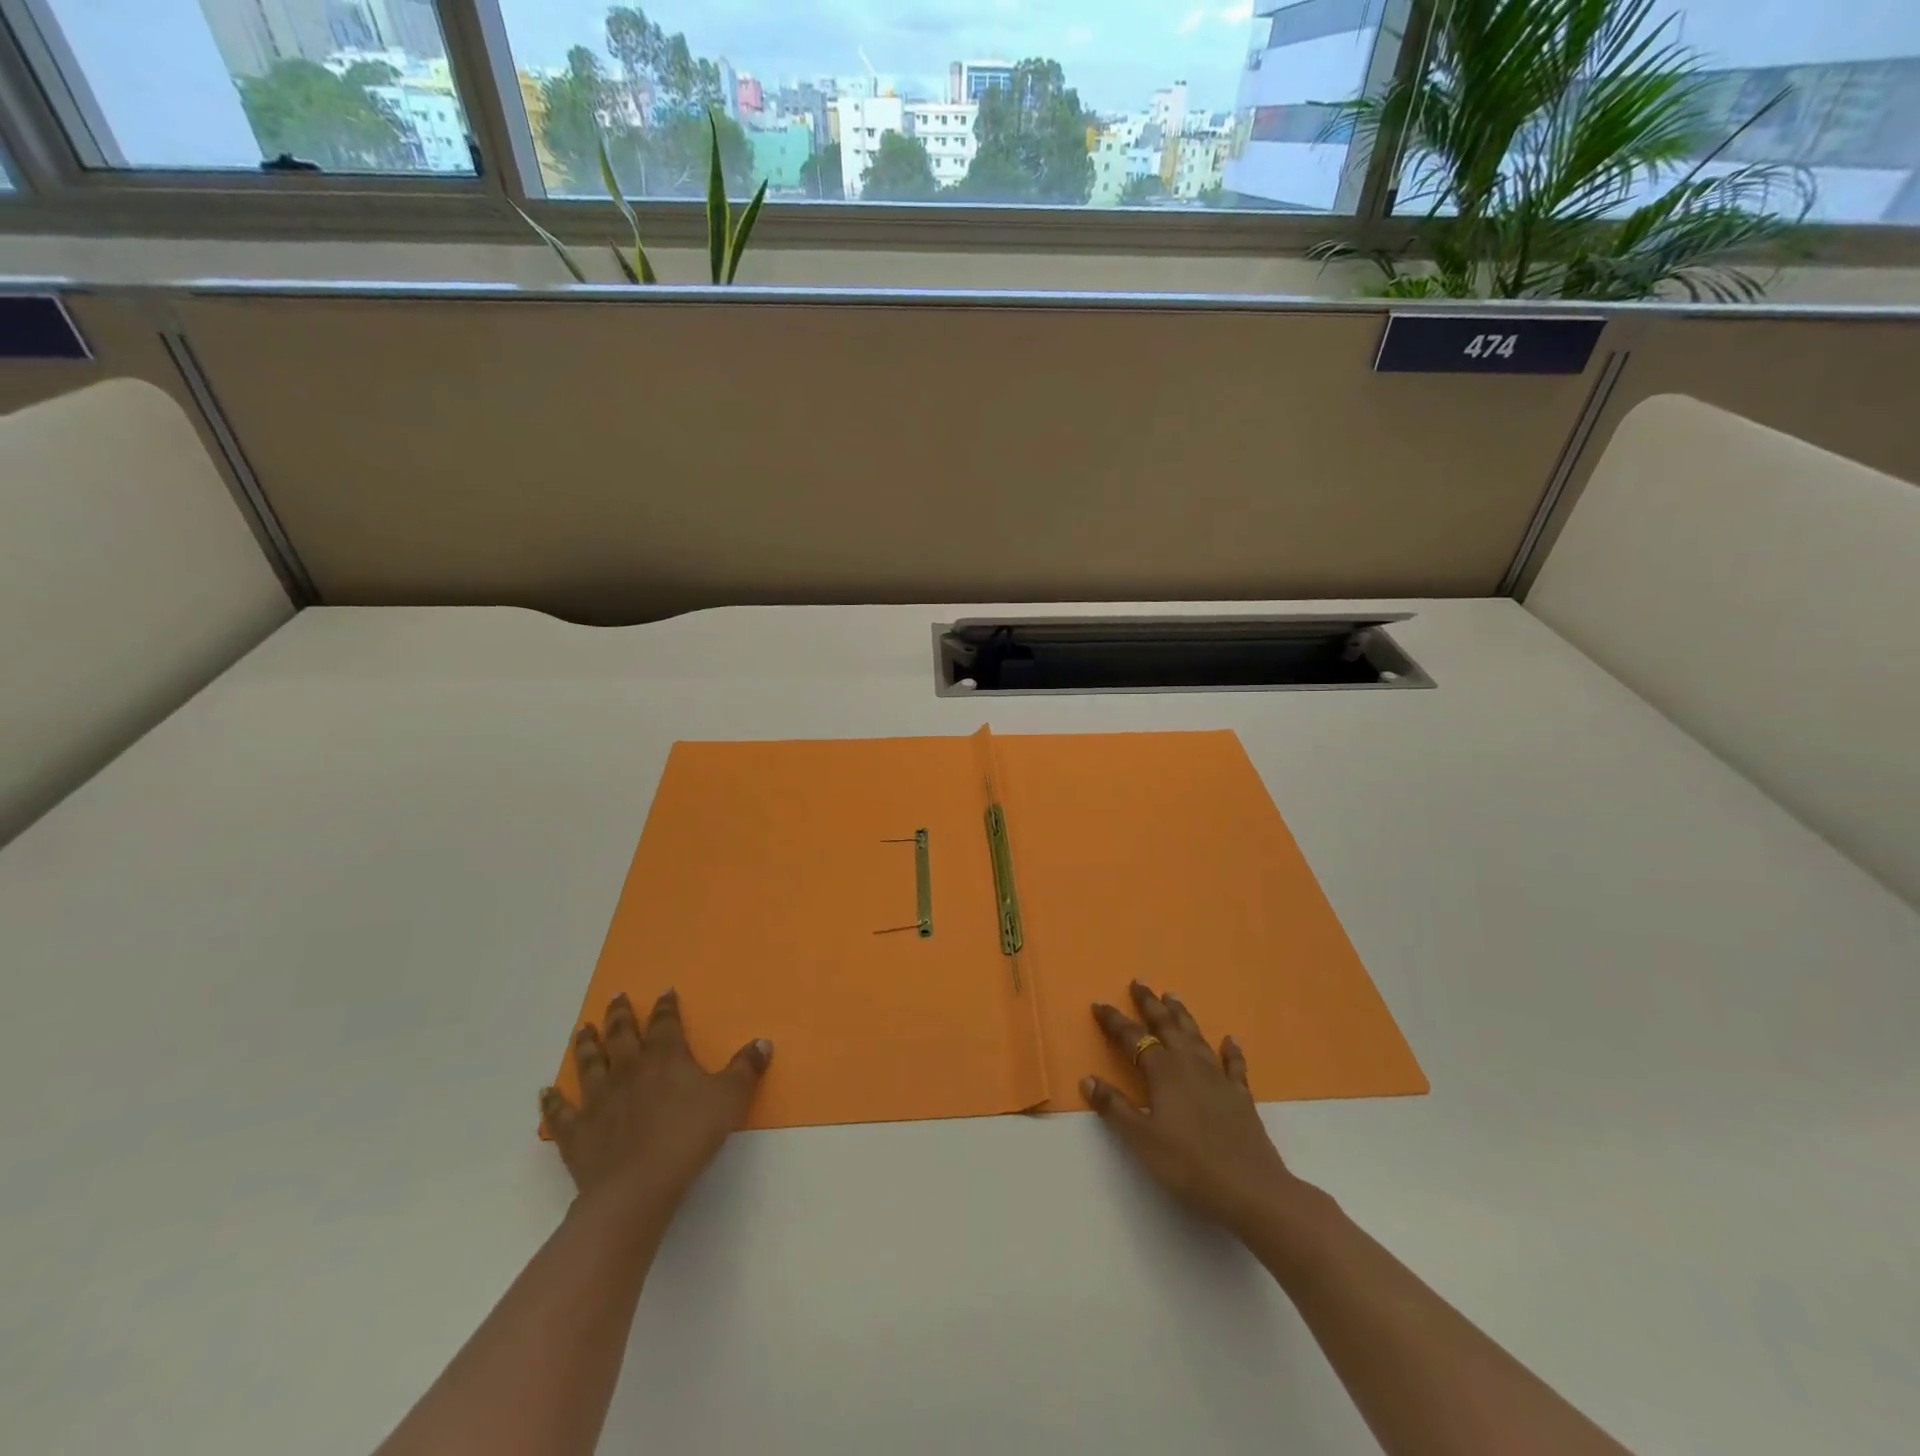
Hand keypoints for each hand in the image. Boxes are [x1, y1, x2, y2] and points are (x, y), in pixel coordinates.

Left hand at [539, 989, 771, 1220]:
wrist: (637, 1186)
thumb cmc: (688, 1136)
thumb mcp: (730, 1099)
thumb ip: (746, 1069)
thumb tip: (762, 1042)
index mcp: (665, 1057)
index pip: (665, 1023)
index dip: (666, 1007)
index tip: (664, 992)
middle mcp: (629, 1069)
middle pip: (622, 1035)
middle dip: (620, 1015)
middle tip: (615, 998)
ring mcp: (598, 1099)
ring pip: (589, 1063)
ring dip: (586, 1045)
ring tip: (582, 1029)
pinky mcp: (576, 1132)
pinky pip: (560, 1112)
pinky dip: (552, 1102)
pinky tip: (545, 1092)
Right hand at [1083, 981, 1302, 1236]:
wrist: (1251, 1189)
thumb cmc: (1189, 1165)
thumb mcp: (1142, 1139)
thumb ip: (1115, 1108)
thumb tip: (1088, 1079)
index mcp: (1163, 1071)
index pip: (1133, 1038)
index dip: (1114, 1021)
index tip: (1099, 1004)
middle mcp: (1190, 1064)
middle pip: (1166, 1025)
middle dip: (1150, 1003)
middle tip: (1139, 983)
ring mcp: (1218, 1078)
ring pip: (1196, 1036)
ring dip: (1182, 1015)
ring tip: (1172, 996)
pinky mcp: (1241, 1096)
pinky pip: (1233, 1064)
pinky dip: (1230, 1049)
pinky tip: (1230, 1040)